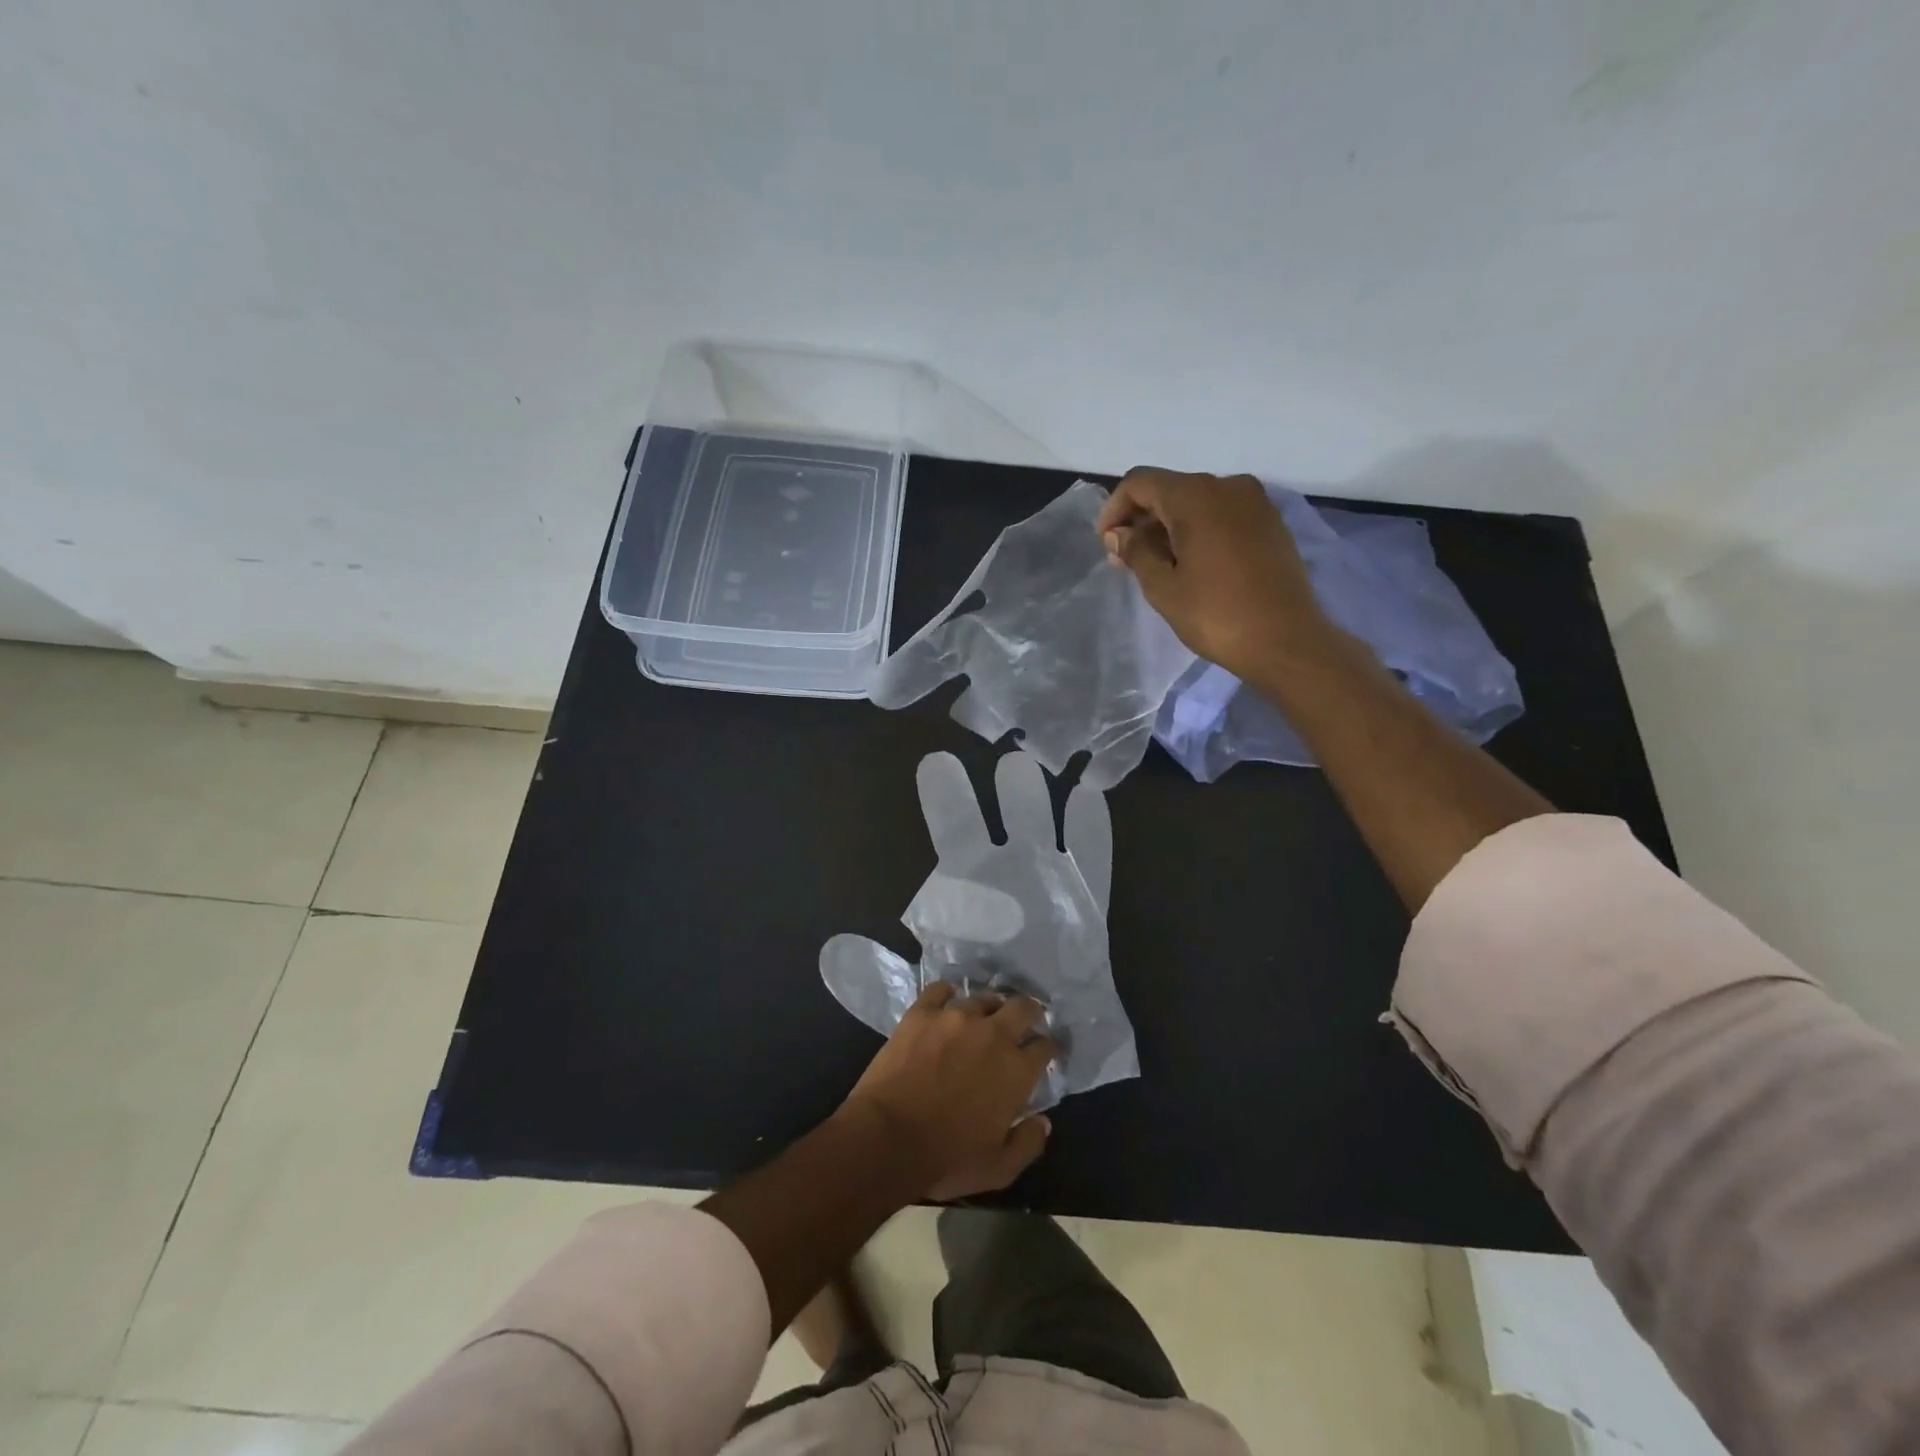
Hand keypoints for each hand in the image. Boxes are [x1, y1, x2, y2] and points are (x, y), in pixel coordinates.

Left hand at [840, 982, 1056, 1201]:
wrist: (888, 1137)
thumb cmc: (947, 1158)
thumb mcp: (998, 1169)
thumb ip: (1027, 1144)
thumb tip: (1043, 1122)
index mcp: (1016, 1070)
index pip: (1044, 1046)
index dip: (1047, 1048)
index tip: (1043, 1052)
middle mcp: (993, 1034)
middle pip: (1022, 1007)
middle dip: (1028, 1012)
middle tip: (1022, 1021)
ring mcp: (956, 1017)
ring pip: (982, 998)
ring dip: (988, 1007)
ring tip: (982, 1016)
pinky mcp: (922, 1012)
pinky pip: (940, 990)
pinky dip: (947, 994)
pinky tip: (945, 1003)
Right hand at [1096, 467, 1330, 681]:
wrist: (1286, 640)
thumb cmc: (1216, 614)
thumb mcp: (1163, 587)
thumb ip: (1136, 552)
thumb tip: (1119, 534)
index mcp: (1196, 496)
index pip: (1140, 482)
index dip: (1115, 508)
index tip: (1105, 542)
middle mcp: (1227, 486)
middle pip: (1170, 489)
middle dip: (1142, 519)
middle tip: (1125, 559)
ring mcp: (1255, 503)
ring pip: (1198, 502)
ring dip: (1170, 527)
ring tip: (1156, 566)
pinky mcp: (1271, 523)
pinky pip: (1223, 515)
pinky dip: (1199, 531)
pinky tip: (1191, 564)